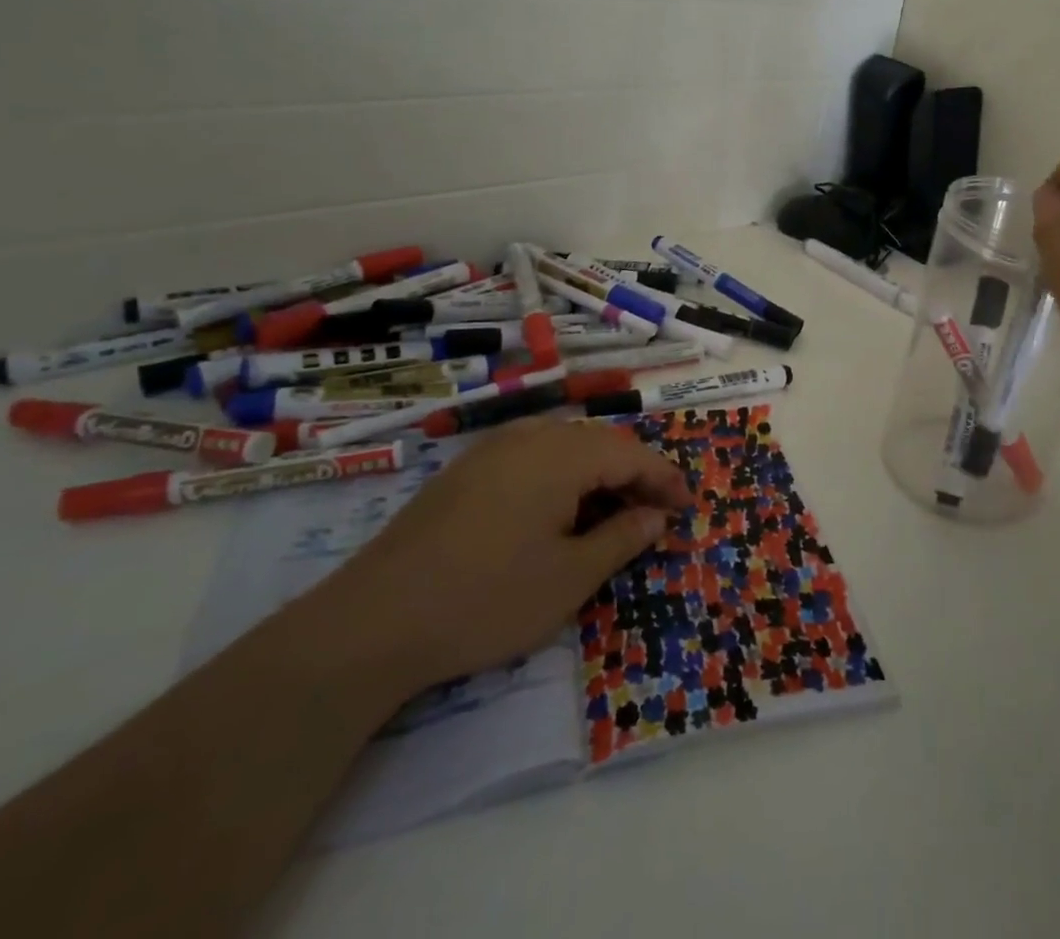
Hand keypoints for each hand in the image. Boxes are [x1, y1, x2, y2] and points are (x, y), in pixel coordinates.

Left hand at [312, 419, 689, 694]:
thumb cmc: (487, 599)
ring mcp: (492, 450)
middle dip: (633, 476)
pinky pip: (532, 459)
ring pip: (565, 449)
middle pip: (599, 444)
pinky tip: (558, 515)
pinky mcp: (465, 471)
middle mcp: (529, 436)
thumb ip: (622, 539)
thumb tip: (656, 516)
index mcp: (561, 453)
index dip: (664, 480)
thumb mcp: (570, 578)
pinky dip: (561, 480)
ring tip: (612, 515)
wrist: (372, 622)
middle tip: (654, 516)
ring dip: (597, 476)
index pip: (631, 453)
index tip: (687, 508)